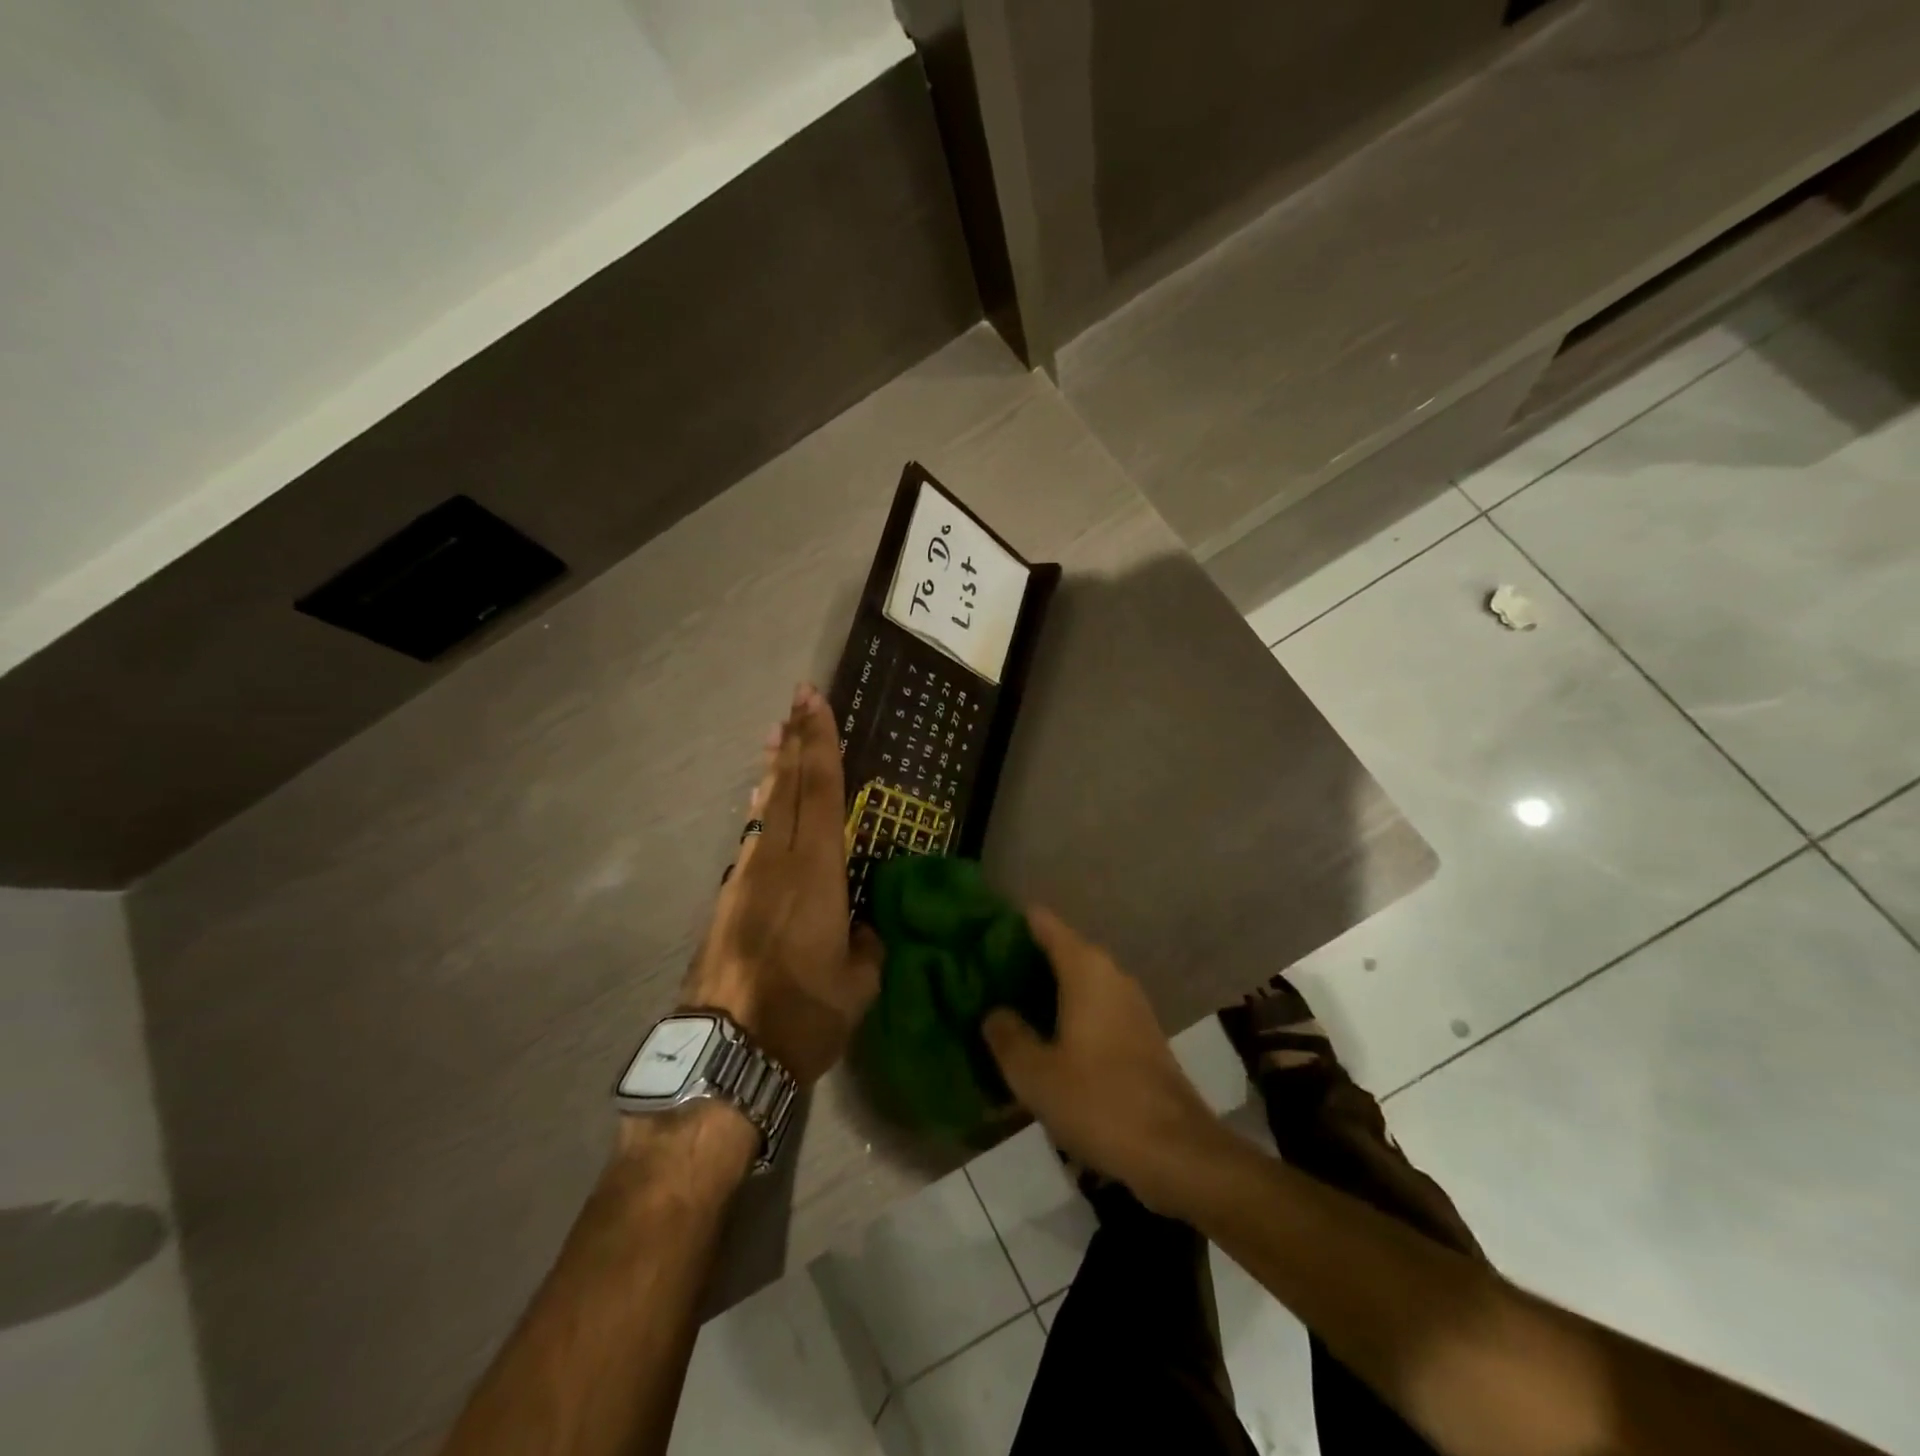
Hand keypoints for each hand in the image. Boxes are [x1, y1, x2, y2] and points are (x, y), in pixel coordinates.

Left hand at [683, 684, 882, 1085]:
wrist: (723, 1054)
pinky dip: (762, 809)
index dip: (820, 745)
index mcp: (815, 874)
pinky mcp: (727, 899)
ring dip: (774, 770)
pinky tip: (762, 802)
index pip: (821, 793)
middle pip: (787, 787)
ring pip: (765, 808)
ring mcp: (746, 878)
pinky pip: (752, 837)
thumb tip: (862, 930)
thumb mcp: (857, 986)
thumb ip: (865, 948)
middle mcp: (777, 863)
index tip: (815, 703)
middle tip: (796, 699)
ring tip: (777, 737)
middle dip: (795, 740)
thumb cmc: (801, 1016)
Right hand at [982, 909, 1221, 1212]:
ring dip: (1045, 992)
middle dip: (1023, 961)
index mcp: (1085, 969)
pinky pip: (1094, 1008)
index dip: (1011, 924)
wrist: (1177, 1153)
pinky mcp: (1140, 1035)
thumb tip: (993, 1012)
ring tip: (1006, 1009)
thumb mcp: (1036, 1074)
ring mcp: (1130, 1005)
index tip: (979, 935)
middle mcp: (1111, 975)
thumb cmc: (1100, 1101)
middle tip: (982, 978)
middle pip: (1060, 950)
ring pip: (1078, 982)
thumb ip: (1007, 1037)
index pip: (1043, 923)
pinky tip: (1044, 1041)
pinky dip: (1067, 1015)